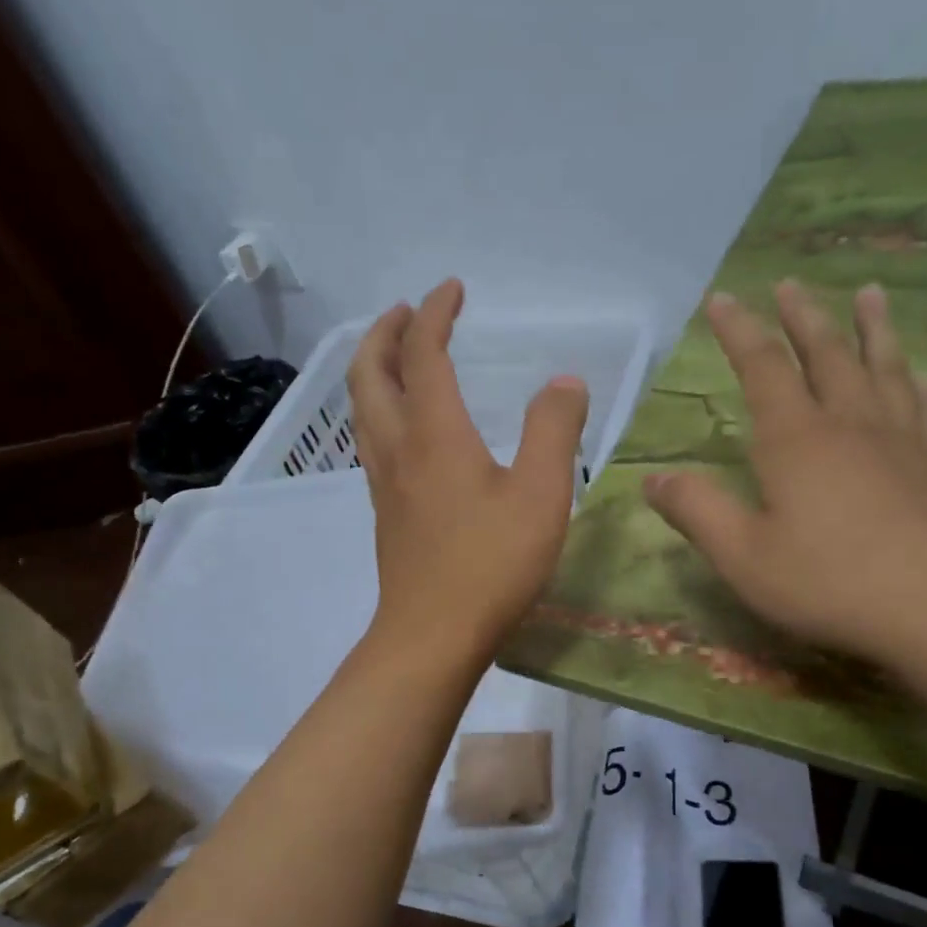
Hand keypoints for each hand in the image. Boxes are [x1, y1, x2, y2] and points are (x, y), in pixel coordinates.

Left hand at [349, 279, 588, 663]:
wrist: (432, 636)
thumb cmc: (491, 565)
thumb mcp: (542, 495)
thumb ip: (554, 431)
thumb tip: (564, 381)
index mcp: (435, 433)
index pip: (423, 353)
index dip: (435, 313)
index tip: (452, 290)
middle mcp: (398, 448)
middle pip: (370, 373)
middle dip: (386, 333)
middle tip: (406, 313)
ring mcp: (384, 484)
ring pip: (362, 410)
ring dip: (374, 371)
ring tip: (398, 360)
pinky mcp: (386, 514)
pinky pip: (372, 442)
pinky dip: (380, 411)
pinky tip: (405, 431)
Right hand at [642, 281, 926, 680]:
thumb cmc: (830, 584)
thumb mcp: (744, 557)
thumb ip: (697, 512)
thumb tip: (652, 479)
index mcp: (795, 440)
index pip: (762, 368)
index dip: (739, 331)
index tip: (723, 298)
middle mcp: (850, 425)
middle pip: (825, 354)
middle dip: (802, 317)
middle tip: (790, 283)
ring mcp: (902, 443)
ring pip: (884, 369)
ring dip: (872, 329)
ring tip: (870, 294)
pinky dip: (919, 385)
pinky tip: (921, 376)